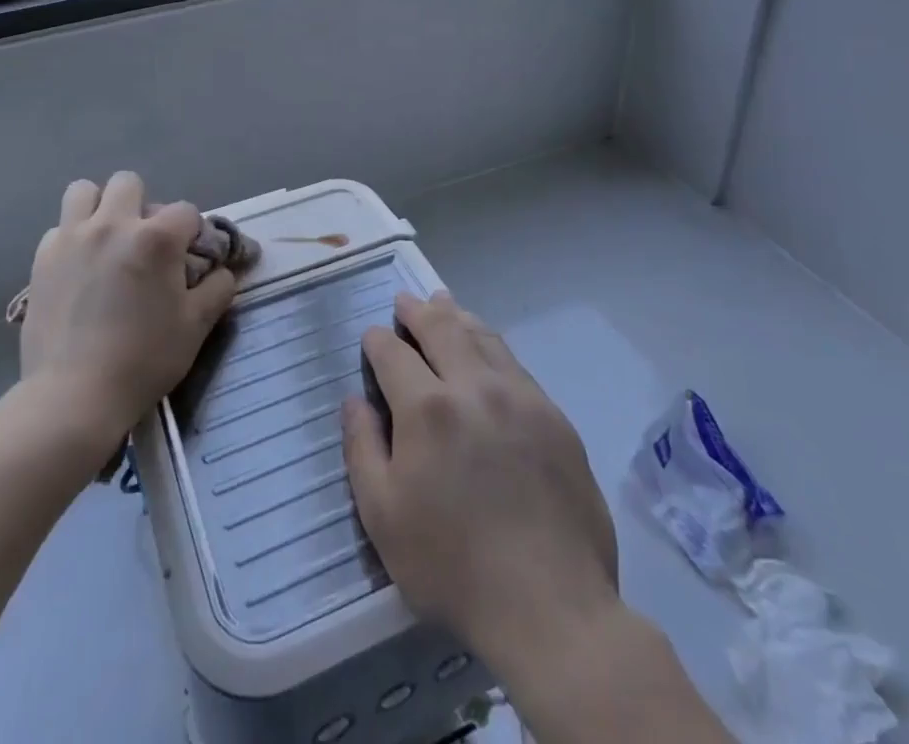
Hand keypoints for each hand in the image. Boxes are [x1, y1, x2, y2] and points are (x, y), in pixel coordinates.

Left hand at [19, 172, 237, 443]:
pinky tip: (78, 269)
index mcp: (156, 238)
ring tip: (106, 241)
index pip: (185, 211)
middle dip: (142, 206)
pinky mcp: (42, 258)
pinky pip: (59, 228)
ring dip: (99, 208)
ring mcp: (72, 238)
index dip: (192, 233)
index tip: (189, 258)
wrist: (73, 396)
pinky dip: (72, 239)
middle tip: (144, 244)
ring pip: (84, 191)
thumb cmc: (144, 360)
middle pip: (129, 183)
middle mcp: (113, 224)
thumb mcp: (196, 327)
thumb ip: (217, 289)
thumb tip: (222, 270)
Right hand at [342, 291, 623, 667]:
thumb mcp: (382, 516)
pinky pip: (514, 363)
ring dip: (457, 317)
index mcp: (426, 407)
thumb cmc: (453, 566)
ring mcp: (520, 397)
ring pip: (482, 336)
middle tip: (405, 302)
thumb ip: (362, 447)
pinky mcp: (553, 417)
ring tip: (444, 306)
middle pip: (441, 328)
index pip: (393, 353)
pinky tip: (487, 349)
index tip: (371, 338)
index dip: (377, 341)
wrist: (552, 606)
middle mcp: (473, 386)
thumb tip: (355, 400)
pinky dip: (491, 344)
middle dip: (417, 311)